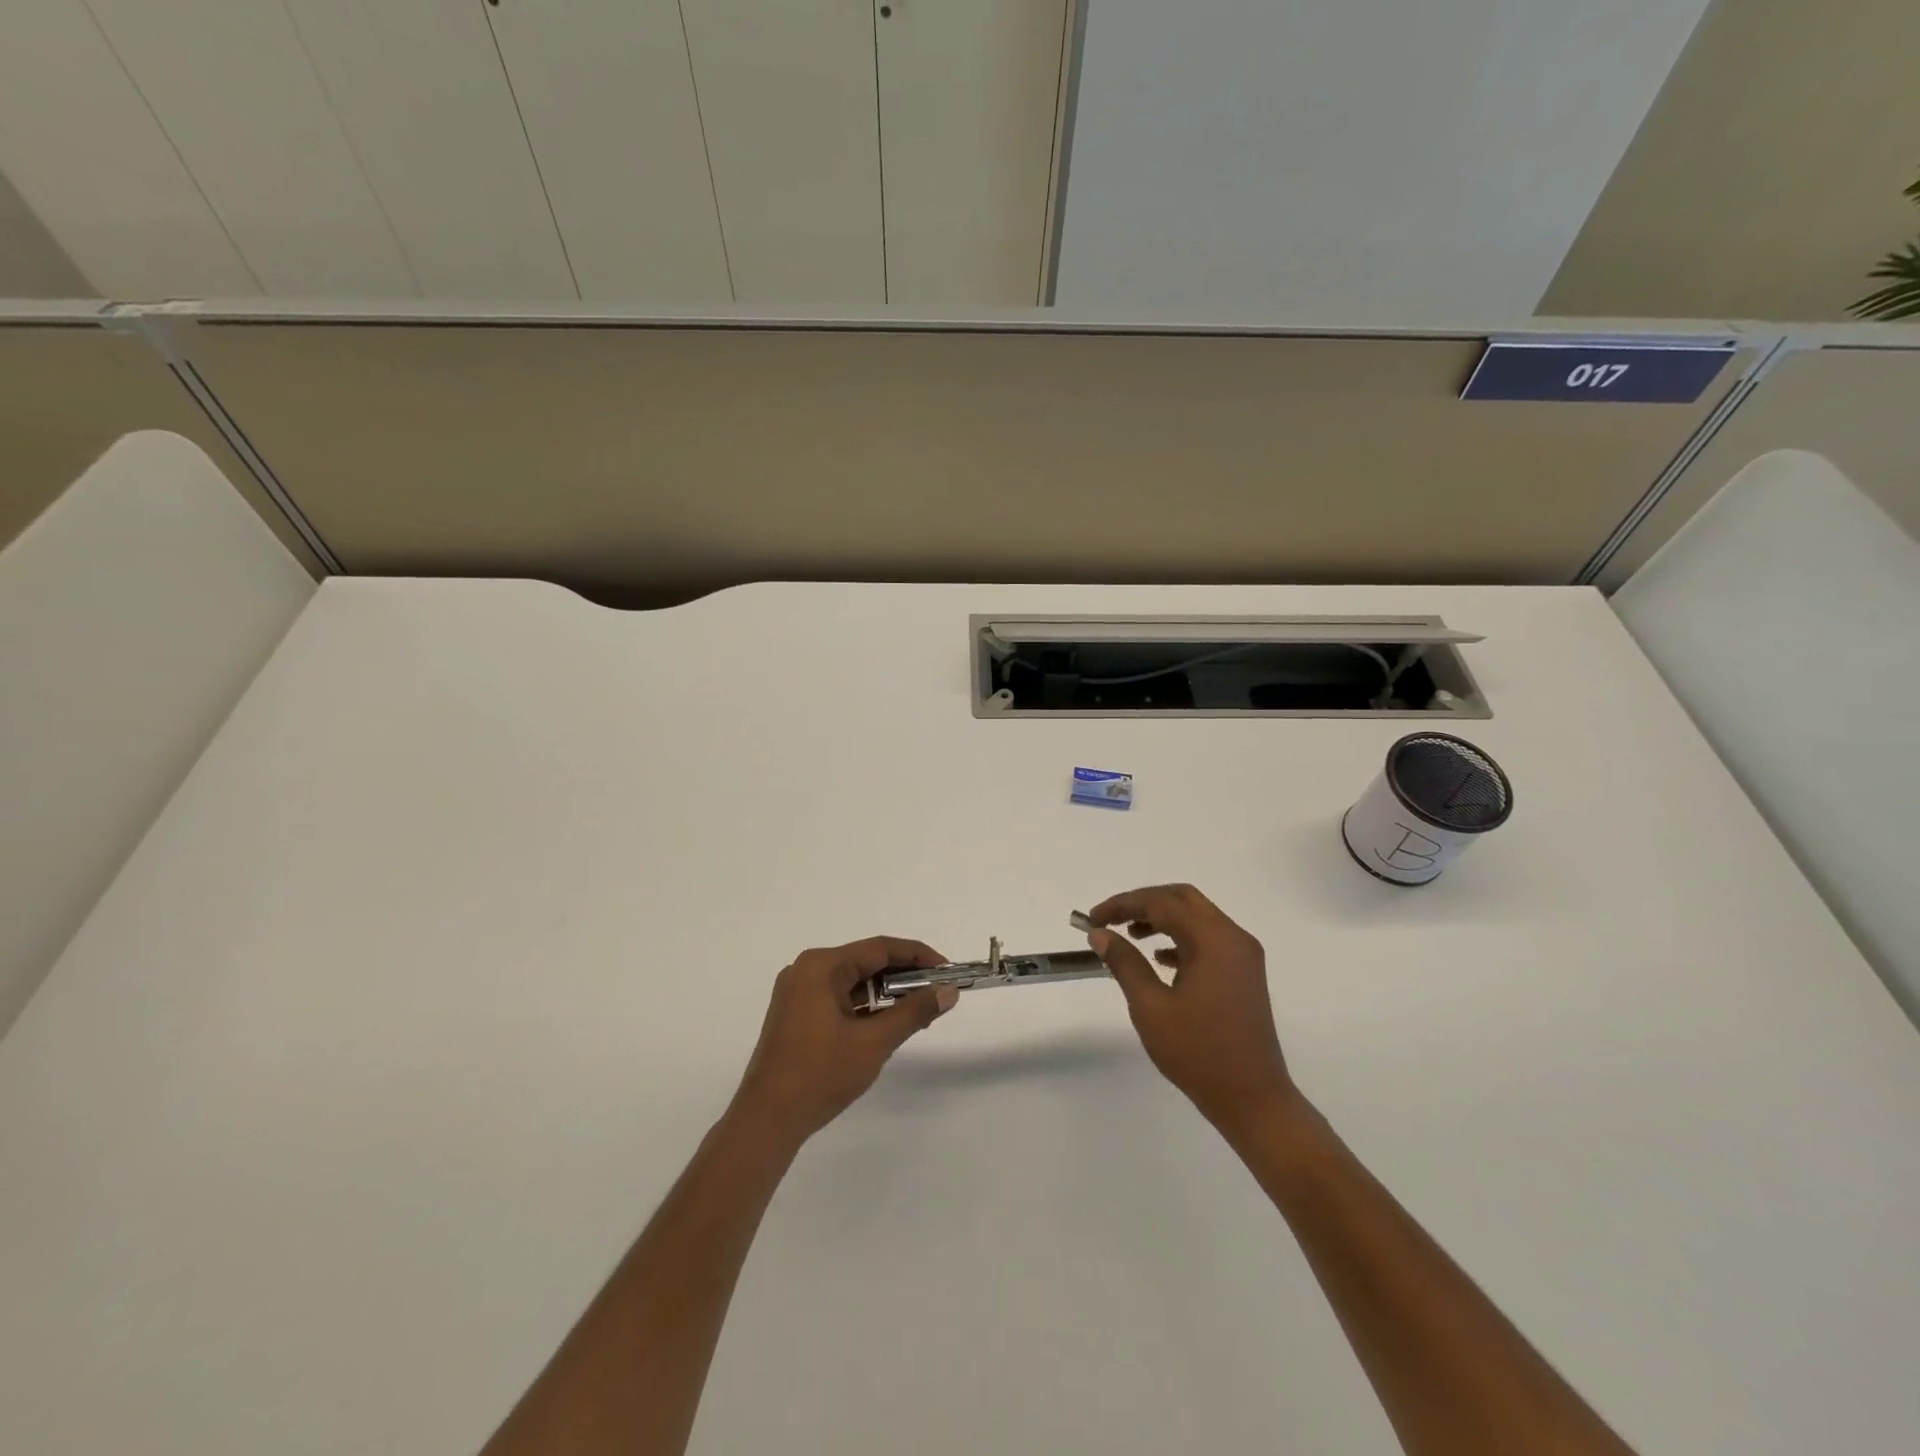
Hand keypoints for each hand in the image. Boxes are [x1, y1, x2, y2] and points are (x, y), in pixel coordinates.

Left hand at [730, 937, 956, 1146]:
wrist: (766, 1121)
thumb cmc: (820, 1075)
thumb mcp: (874, 1042)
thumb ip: (914, 1012)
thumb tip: (949, 992)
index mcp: (820, 966)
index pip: (879, 948)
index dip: (918, 956)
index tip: (948, 971)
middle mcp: (806, 970)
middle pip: (865, 962)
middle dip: (904, 977)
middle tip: (938, 993)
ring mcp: (798, 992)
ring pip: (853, 981)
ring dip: (886, 994)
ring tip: (919, 1011)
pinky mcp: (796, 1014)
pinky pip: (839, 998)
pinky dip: (865, 1007)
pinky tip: (888, 1023)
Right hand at [1086, 884, 1297, 1137]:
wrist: (1253, 1100)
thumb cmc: (1198, 1053)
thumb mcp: (1151, 1007)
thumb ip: (1124, 963)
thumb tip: (1100, 934)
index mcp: (1213, 940)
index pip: (1161, 903)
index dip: (1123, 904)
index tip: (1092, 920)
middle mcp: (1233, 938)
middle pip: (1183, 899)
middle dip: (1143, 902)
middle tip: (1111, 919)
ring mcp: (1243, 956)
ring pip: (1197, 917)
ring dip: (1162, 918)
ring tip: (1129, 934)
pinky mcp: (1244, 974)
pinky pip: (1208, 939)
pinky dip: (1180, 938)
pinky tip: (1159, 958)